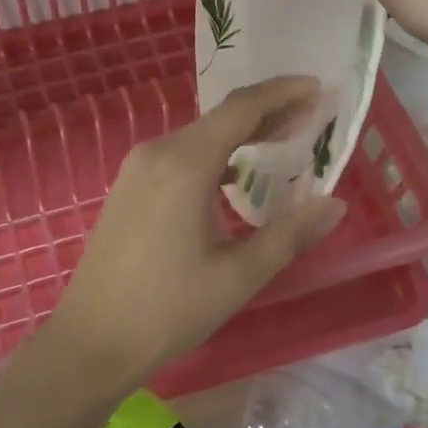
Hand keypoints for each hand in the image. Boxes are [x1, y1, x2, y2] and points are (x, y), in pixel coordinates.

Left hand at [35, 76, 346, 398]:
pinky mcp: (128, 187)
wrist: (92, 340)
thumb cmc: (168, 310)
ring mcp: (136, 168)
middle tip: (310, 115)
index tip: (317, 87)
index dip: (282, 93)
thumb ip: (290, 234)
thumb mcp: (239, 275)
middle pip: (220, 118)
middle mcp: (157, 152)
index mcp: (185, 164)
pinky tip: (233, 175)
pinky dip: (213, 154)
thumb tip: (335, 204)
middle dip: (267, 112)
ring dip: (240, 134)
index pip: (241, 109)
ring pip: (198, 135)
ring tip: (282, 140)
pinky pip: (178, 155)